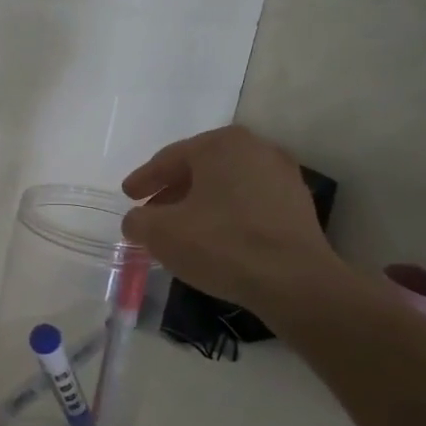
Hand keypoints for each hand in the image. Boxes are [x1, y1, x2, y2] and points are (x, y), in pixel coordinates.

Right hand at [122, 126, 346, 313]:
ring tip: (181, 229)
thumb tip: (138, 221)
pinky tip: (215, 238)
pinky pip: (250, 203)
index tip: (128, 195)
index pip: (170, 158)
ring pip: (226, 185)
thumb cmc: (222, 245)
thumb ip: (138, 221)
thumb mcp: (161, 233)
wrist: (294, 282)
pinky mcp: (298, 205)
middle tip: (151, 212)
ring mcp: (283, 175)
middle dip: (172, 191)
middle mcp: (255, 148)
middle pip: (200, 168)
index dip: (144, 179)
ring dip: (200, 204)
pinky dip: (227, 215)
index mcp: (221, 144)